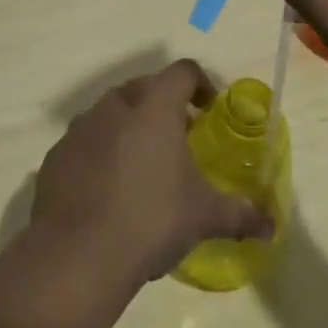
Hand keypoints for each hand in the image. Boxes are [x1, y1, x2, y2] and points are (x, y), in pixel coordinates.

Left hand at [29, 59, 274, 288]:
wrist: (76, 255)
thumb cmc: (151, 220)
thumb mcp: (203, 217)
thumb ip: (239, 214)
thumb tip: (271, 225)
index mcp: (154, 105)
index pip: (183, 72)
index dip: (200, 84)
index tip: (209, 110)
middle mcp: (116, 105)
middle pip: (144, 88)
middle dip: (163, 106)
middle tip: (179, 139)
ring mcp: (80, 128)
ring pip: (111, 113)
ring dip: (129, 128)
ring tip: (143, 167)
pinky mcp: (56, 155)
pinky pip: (85, 143)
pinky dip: (100, 154)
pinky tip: (108, 191)